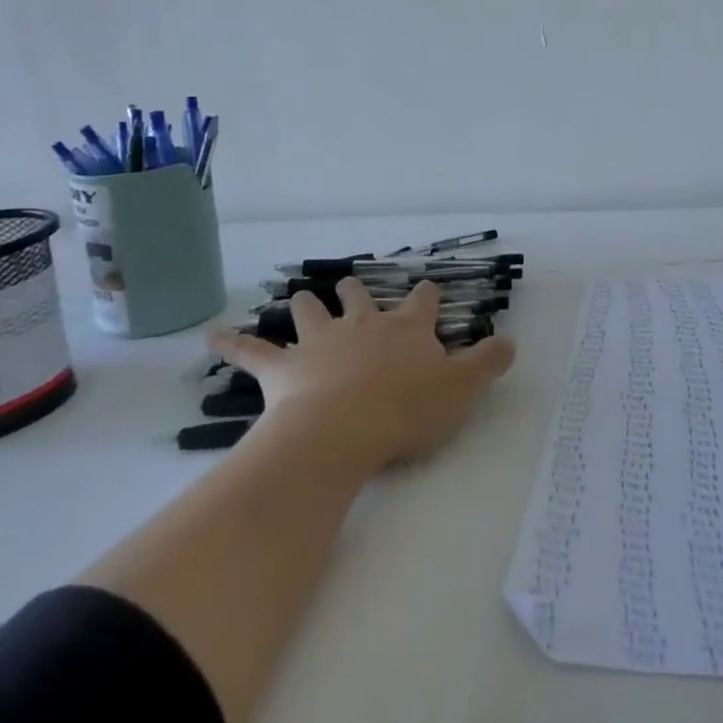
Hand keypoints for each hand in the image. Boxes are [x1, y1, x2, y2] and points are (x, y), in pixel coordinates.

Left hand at [209, 278, 514, 468]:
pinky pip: (252, 351)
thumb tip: (512, 340)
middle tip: (354, 290)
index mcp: (405, 328)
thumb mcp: (461, 389)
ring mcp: (320, 342)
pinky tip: (210, 336)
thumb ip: (489, 362)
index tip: (428, 296)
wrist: (343, 431)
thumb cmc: (406, 410)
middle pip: (358, 295)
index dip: (426, 297)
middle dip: (357, 291)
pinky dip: (232, 343)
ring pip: (310, 311)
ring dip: (306, 306)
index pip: (422, 300)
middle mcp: (362, 324)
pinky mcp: (282, 368)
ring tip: (301, 299)